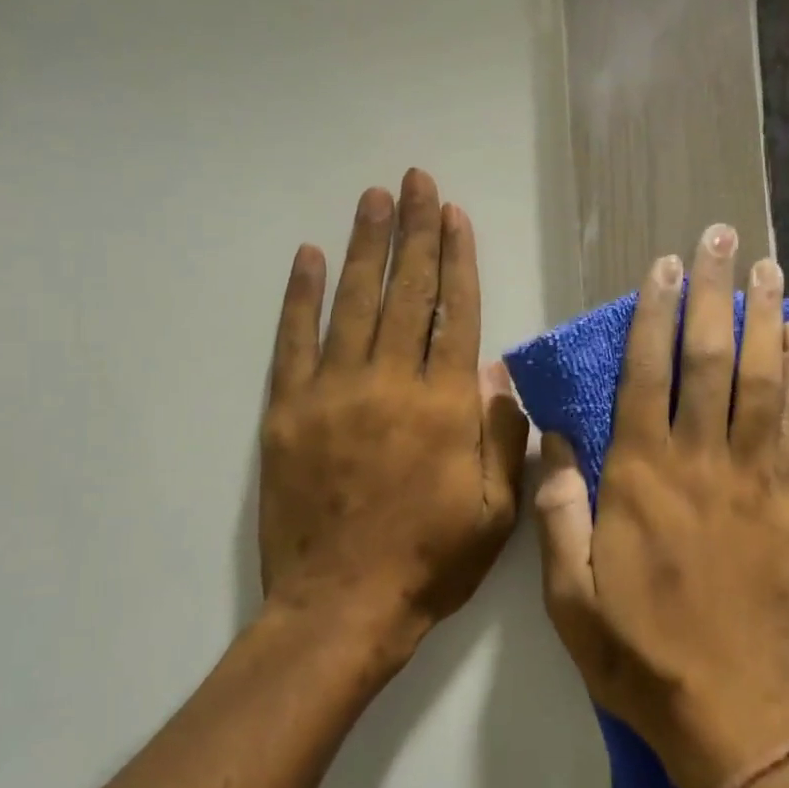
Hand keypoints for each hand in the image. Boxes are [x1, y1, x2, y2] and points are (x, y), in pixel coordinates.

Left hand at [259, 168, 528, 668]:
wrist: (342, 605)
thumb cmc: (430, 560)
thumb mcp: (496, 509)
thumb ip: (501, 434)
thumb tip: (498, 372)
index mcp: (444, 406)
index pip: (453, 313)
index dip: (457, 260)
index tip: (454, 215)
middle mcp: (389, 384)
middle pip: (405, 293)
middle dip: (414, 232)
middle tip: (415, 181)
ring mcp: (332, 392)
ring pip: (353, 303)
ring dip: (365, 247)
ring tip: (373, 199)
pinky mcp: (287, 410)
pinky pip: (294, 340)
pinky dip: (300, 295)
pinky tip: (308, 257)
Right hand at [534, 223, 788, 787]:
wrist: (736, 714)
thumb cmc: (641, 655)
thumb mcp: (570, 596)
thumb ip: (560, 511)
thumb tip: (555, 440)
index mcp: (640, 480)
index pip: (646, 376)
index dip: (655, 315)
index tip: (665, 267)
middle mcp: (699, 463)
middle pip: (708, 359)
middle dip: (713, 293)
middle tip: (722, 238)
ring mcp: (755, 480)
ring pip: (761, 380)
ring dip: (764, 318)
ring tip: (768, 268)